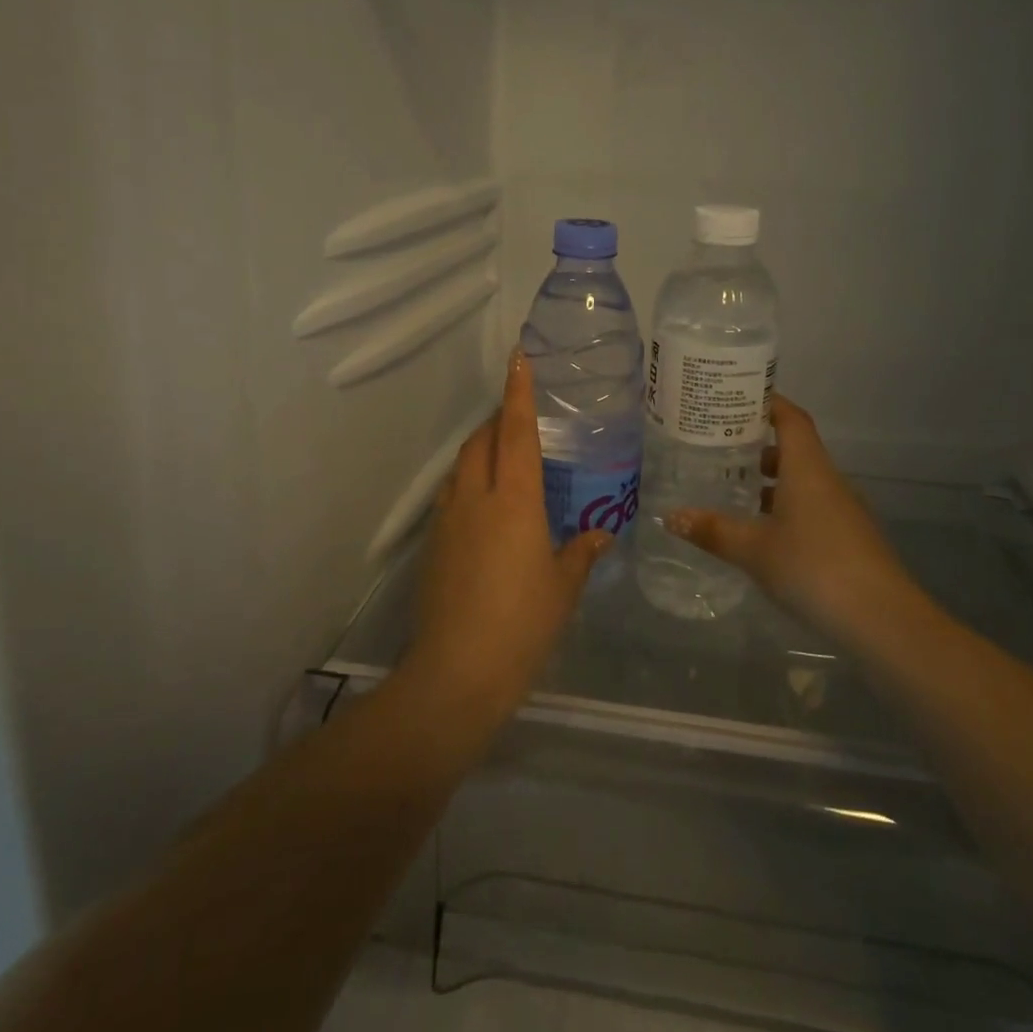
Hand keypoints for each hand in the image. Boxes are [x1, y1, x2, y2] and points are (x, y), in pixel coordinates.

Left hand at [407, 349, 613, 718]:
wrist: (456, 674)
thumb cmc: (522, 625)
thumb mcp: (563, 588)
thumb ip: (581, 553)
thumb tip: (599, 534)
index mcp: (515, 500)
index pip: (516, 431)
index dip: (518, 392)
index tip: (518, 358)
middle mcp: (476, 498)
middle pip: (480, 441)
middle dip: (496, 419)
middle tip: (520, 416)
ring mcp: (448, 521)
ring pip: (461, 467)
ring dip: (479, 450)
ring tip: (503, 457)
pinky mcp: (433, 546)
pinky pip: (451, 496)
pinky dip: (468, 484)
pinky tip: (485, 508)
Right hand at [668, 395, 925, 648]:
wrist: (881, 619)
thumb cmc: (813, 567)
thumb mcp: (754, 550)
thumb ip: (713, 530)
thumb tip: (671, 516)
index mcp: (807, 468)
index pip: (790, 418)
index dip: (768, 402)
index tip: (737, 397)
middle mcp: (828, 479)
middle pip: (795, 448)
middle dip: (759, 445)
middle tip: (721, 447)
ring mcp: (843, 509)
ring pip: (804, 481)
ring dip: (772, 480)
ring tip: (735, 488)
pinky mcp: (849, 537)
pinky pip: (812, 507)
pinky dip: (786, 507)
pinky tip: (763, 532)